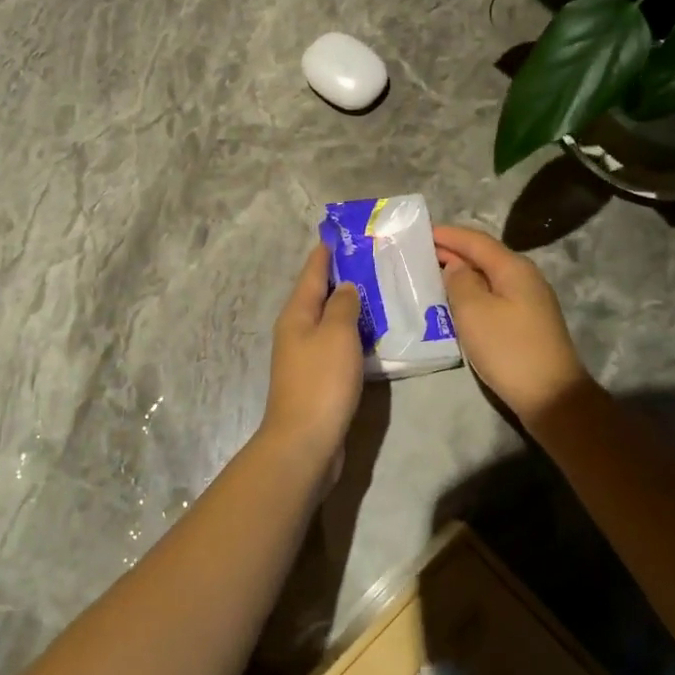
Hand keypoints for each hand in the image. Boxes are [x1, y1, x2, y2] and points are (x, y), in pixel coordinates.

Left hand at [260, 244, 363, 463]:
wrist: (305, 441)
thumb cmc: (321, 382)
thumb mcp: (336, 334)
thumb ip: (343, 305)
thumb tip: (345, 286)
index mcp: (296, 314)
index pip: (312, 273)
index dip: (326, 252)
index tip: (340, 233)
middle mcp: (296, 331)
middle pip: (318, 296)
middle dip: (341, 277)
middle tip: (370, 259)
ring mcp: (305, 357)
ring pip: (328, 321)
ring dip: (349, 306)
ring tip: (378, 291)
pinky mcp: (317, 379)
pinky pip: (336, 345)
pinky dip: (352, 334)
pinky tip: (372, 334)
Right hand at [433, 224, 592, 426]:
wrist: (550, 395)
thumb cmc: (508, 348)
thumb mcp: (474, 311)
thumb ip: (460, 281)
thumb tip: (456, 267)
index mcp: (513, 268)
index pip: (475, 240)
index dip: (447, 235)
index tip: (419, 232)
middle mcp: (524, 278)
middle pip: (483, 257)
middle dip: (451, 253)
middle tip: (417, 254)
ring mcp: (528, 301)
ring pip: (487, 278)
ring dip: (459, 275)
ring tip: (429, 276)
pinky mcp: (525, 323)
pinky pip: (492, 297)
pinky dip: (470, 294)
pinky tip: (453, 304)